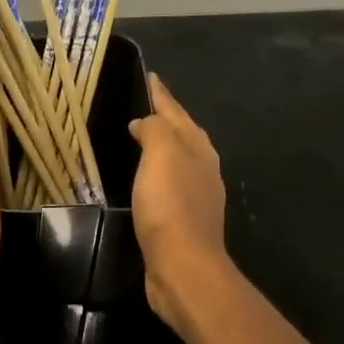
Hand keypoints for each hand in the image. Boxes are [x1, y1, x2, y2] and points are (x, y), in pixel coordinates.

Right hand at [129, 73, 229, 329]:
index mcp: (198, 149)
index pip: (177, 113)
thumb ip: (155, 130)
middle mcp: (203, 169)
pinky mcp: (183, 221)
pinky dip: (156, 173)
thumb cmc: (170, 207)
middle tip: (143, 104)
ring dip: (162, 145)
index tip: (149, 77)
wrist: (183, 267)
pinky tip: (144, 180)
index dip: (161, 95)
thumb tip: (144, 123)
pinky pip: (168, 184)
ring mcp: (196, 196)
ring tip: (140, 137)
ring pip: (178, 159)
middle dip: (166, 117)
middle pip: (183, 134)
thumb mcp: (161, 155)